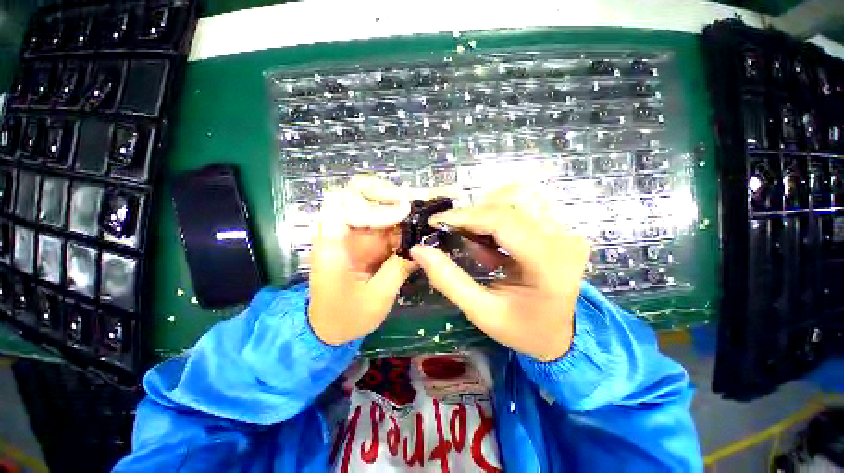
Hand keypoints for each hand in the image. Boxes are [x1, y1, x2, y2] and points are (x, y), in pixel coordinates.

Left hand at [308, 177, 417, 344]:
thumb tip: (422, 248)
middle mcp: (338, 234)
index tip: (401, 210)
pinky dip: (396, 223)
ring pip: (371, 207)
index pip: (341, 201)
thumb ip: (398, 269)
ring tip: (419, 211)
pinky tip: (413, 226)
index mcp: (333, 246)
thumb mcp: (377, 297)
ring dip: (395, 207)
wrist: (327, 328)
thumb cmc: (346, 317)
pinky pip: (379, 224)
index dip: (371, 198)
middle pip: (357, 196)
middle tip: (414, 205)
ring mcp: (350, 237)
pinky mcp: (360, 243)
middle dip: (387, 196)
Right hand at [410, 186, 590, 361]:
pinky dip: (497, 218)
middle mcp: (563, 239)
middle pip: (509, 204)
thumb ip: (449, 280)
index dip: (465, 216)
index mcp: (549, 264)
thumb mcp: (481, 312)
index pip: (503, 221)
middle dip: (472, 215)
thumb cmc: (523, 329)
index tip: (435, 221)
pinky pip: (522, 208)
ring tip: (471, 238)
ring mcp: (565, 231)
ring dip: (485, 213)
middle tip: (450, 231)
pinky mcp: (558, 228)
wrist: (561, 335)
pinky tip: (489, 244)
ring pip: (516, 198)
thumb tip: (419, 250)